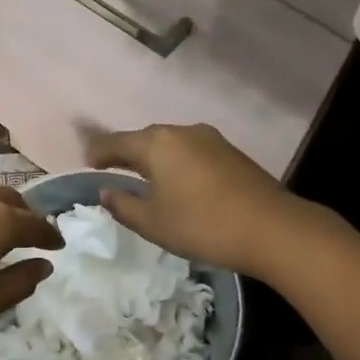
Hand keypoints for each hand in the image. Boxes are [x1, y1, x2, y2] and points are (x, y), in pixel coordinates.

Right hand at [87, 123, 308, 277]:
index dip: (97, 153)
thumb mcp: (153, 222)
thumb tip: (106, 191)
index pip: (115, 142)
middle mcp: (182, 131)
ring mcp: (210, 139)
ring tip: (146, 179)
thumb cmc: (202, 225)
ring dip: (154, 158)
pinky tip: (179, 183)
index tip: (87, 165)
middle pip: (144, 139)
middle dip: (127, 153)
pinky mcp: (230, 152)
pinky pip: (192, 152)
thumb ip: (123, 205)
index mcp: (156, 143)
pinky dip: (177, 163)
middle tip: (113, 171)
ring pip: (170, 144)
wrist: (272, 228)